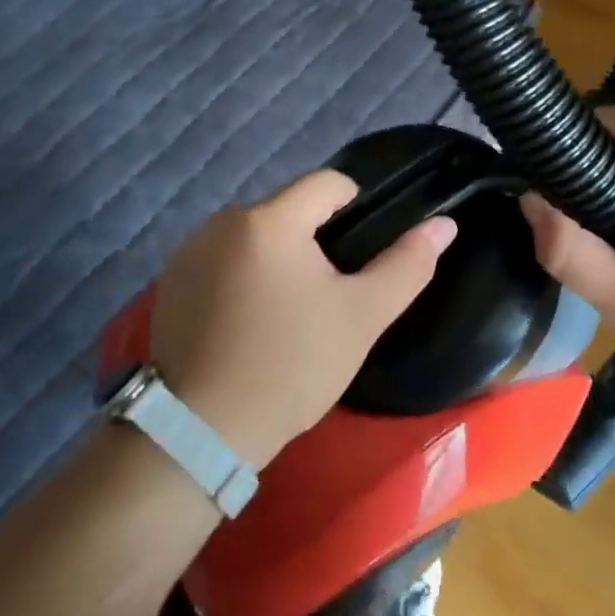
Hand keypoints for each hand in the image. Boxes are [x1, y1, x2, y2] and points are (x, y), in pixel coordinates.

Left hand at [149, 171, 456, 465]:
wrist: (201, 432)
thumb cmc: (290, 367)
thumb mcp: (361, 317)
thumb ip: (407, 264)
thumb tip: (444, 224)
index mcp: (270, 219)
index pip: (327, 183)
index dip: (355, 208)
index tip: (359, 257)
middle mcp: (224, 220)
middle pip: (289, 209)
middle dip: (314, 239)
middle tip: (325, 296)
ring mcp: (190, 250)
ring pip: (255, 235)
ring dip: (277, 257)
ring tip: (286, 313)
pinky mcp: (170, 281)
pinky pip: (222, 259)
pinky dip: (241, 275)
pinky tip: (246, 322)